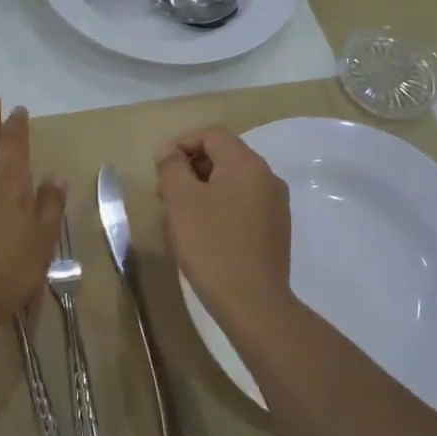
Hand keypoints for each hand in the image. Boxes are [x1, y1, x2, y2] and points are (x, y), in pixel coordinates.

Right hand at [155, 128, 291, 318]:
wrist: (251, 300)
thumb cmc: (210, 243)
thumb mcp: (180, 200)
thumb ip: (172, 167)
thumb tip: (171, 153)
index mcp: (246, 163)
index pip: (211, 135)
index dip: (181, 144)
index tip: (160, 169)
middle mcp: (267, 177)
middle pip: (224, 156)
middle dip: (192, 167)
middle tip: (166, 193)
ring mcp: (276, 204)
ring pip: (234, 181)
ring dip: (204, 188)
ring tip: (181, 214)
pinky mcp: (276, 229)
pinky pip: (244, 204)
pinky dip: (221, 206)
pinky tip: (205, 232)